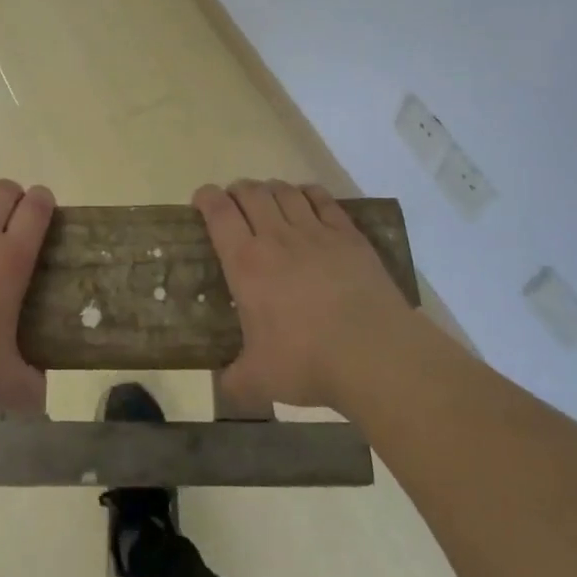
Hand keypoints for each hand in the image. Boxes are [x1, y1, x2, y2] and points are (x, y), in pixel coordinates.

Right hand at [195, 179, 410, 410]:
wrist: (375, 355)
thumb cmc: (308, 362)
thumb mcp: (260, 380)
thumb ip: (236, 380)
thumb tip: (226, 387)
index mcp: (246, 263)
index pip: (219, 212)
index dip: (206, 197)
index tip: (201, 199)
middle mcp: (277, 238)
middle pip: (251, 193)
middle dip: (237, 191)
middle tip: (235, 204)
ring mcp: (316, 233)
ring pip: (285, 192)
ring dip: (270, 189)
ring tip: (268, 200)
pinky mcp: (349, 236)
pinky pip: (323, 200)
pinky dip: (308, 193)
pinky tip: (307, 199)